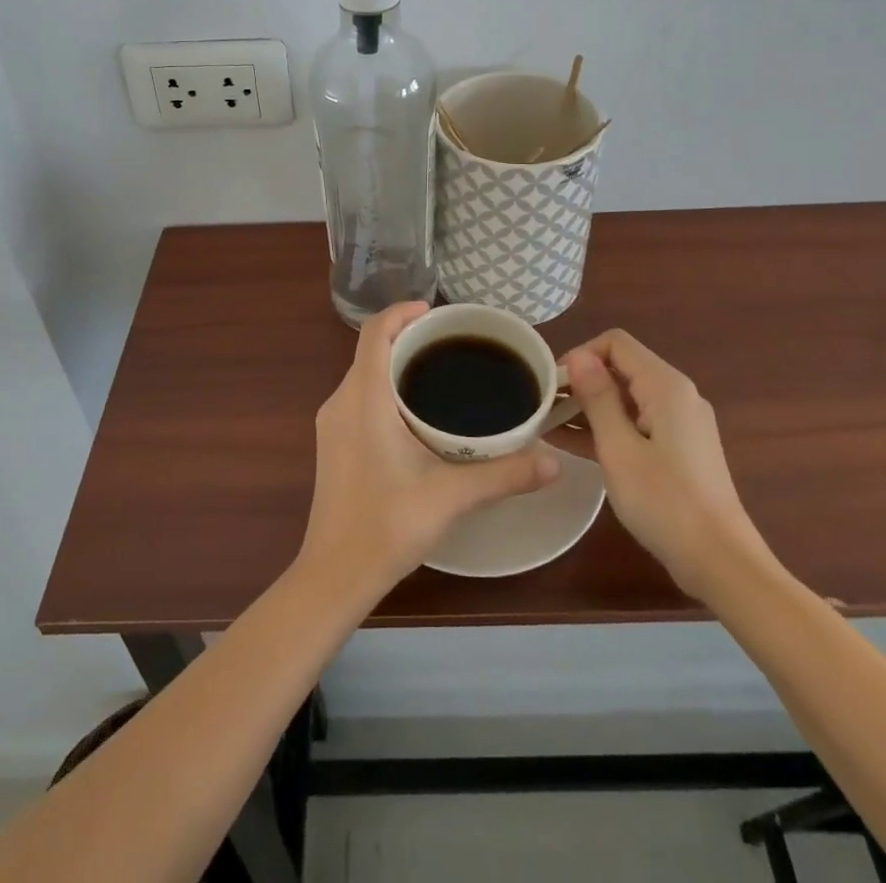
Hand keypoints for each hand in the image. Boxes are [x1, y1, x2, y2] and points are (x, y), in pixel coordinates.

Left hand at [299, 302, 560, 593]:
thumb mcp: (450, 496)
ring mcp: (332, 424)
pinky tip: (416, 416)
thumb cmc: (386, 525)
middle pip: (371, 349)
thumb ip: (504, 474)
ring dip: (396, 365)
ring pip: (364, 374)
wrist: (334, 574)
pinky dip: (385, 389)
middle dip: (408, 338)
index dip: (403, 312)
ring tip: (440, 375)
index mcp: (364, 398)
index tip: (437, 314)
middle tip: (453, 346)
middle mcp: (340, 401)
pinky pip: (359, 397)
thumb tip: (554, 461)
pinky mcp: (332, 444)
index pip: (375, 331)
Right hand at [564, 330, 770, 597]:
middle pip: (621, 368)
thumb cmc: (665, 502)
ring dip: (589, 407)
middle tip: (544, 408)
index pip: (615, 343)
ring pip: (626, 398)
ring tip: (548, 426)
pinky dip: (607, 428)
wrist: (721, 563)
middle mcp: (676, 395)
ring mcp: (680, 423)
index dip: (580, 356)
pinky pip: (636, 423)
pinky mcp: (679, 448)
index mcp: (665, 386)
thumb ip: (598, 398)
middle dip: (581, 382)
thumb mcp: (619, 449)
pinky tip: (572, 445)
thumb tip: (578, 356)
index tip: (552, 386)